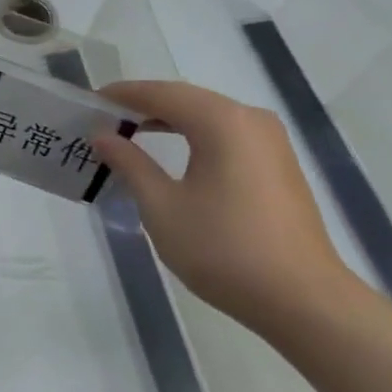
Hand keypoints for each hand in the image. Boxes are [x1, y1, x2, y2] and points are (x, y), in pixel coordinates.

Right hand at [94, 80, 358, 336]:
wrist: (302, 298)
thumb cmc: (223, 249)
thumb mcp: (162, 207)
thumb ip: (130, 164)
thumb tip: (103, 136)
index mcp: (222, 122)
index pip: (162, 94)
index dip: (123, 95)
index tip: (90, 102)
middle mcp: (250, 119)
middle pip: (188, 100)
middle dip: (144, 105)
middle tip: (105, 119)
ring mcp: (271, 142)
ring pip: (209, 117)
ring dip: (169, 121)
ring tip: (131, 133)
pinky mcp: (278, 165)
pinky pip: (227, 136)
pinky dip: (194, 137)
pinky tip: (173, 155)